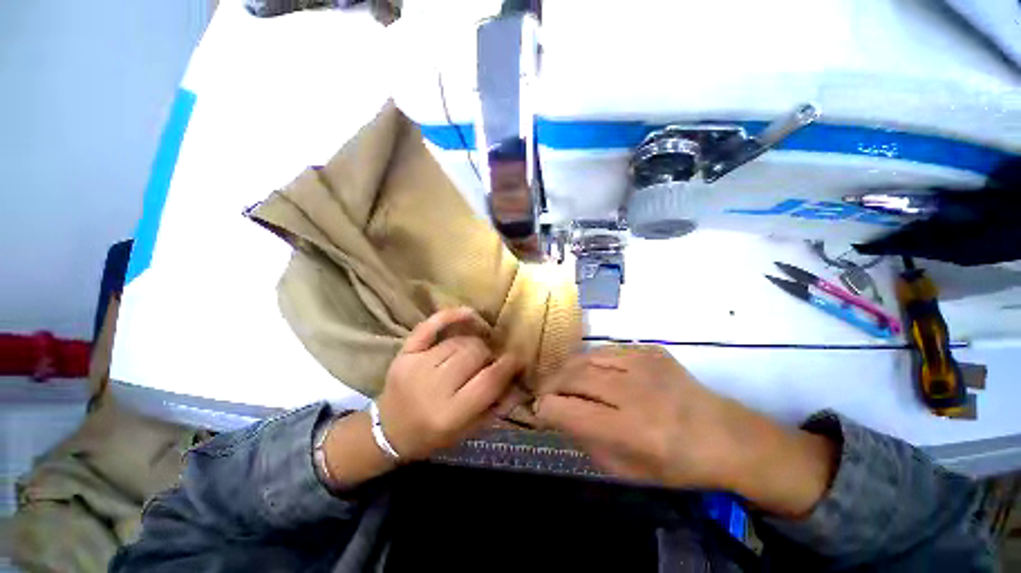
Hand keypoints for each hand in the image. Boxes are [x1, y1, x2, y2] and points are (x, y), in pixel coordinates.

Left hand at [376, 307, 521, 460]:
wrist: (389, 431)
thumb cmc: (433, 435)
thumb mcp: (468, 431)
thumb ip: (496, 407)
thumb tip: (520, 382)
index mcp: (450, 413)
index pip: (489, 380)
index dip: (509, 365)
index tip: (518, 359)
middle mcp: (433, 387)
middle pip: (474, 353)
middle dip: (489, 355)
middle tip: (490, 362)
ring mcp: (416, 366)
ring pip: (459, 340)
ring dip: (474, 343)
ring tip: (474, 353)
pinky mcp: (405, 353)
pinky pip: (430, 326)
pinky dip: (451, 316)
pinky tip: (469, 314)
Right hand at [534, 345, 836, 516]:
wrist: (725, 435)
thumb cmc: (676, 463)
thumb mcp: (627, 470)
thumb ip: (587, 442)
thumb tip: (560, 415)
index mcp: (630, 429)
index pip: (568, 411)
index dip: (545, 409)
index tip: (540, 411)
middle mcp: (633, 391)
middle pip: (573, 377)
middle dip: (550, 384)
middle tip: (545, 391)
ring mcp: (643, 364)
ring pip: (586, 358)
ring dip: (567, 369)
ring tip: (562, 378)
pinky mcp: (650, 351)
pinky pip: (607, 350)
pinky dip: (591, 360)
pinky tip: (591, 370)